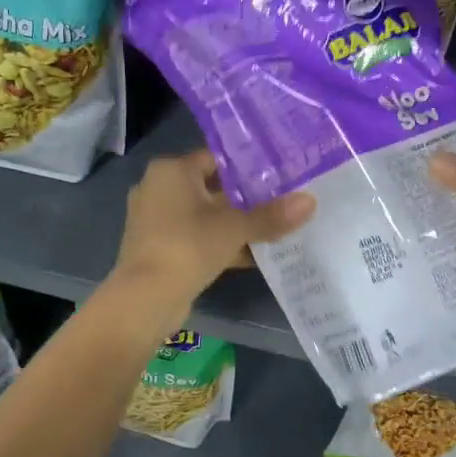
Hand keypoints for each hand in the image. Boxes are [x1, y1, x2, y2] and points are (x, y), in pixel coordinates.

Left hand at [111, 151, 315, 319]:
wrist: (145, 299)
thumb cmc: (188, 246)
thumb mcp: (235, 228)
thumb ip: (272, 215)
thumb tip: (310, 201)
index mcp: (171, 171)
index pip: (216, 158)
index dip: (248, 165)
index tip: (279, 172)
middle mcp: (159, 188)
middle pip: (212, 187)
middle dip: (245, 197)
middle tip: (283, 198)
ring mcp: (156, 220)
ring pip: (206, 215)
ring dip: (235, 223)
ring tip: (274, 226)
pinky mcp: (160, 248)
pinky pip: (198, 238)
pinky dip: (222, 243)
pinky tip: (255, 254)